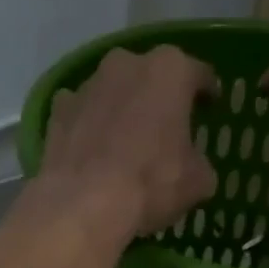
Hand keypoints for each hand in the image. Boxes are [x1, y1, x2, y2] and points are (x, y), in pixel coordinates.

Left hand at [38, 46, 217, 240]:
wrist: (84, 205)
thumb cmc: (151, 184)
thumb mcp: (197, 182)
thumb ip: (200, 164)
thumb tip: (195, 168)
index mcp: (170, 71)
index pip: (198, 75)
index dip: (207, 93)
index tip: (210, 108)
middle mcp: (127, 63)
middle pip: (151, 76)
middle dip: (160, 97)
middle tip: (167, 126)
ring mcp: (87, 83)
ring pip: (114, 91)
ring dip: (123, 108)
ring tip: (127, 141)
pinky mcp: (58, 109)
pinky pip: (83, 112)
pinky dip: (90, 124)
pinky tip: (94, 150)